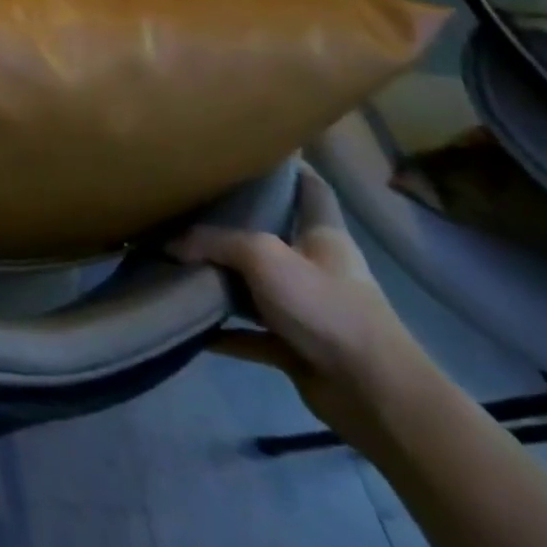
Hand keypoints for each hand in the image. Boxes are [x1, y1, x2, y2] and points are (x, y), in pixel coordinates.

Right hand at [170, 165, 436, 449]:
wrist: (376, 396)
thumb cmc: (327, 308)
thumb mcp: (263, 257)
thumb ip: (213, 242)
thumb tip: (170, 244)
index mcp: (323, 237)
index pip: (311, 189)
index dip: (288, 166)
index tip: (251, 150)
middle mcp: (317, 268)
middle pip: (271, 236)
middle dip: (231, 224)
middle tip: (185, 205)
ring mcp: (308, 310)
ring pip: (254, 285)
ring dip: (219, 279)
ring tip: (172, 263)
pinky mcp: (296, 347)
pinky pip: (249, 333)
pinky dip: (221, 331)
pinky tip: (189, 324)